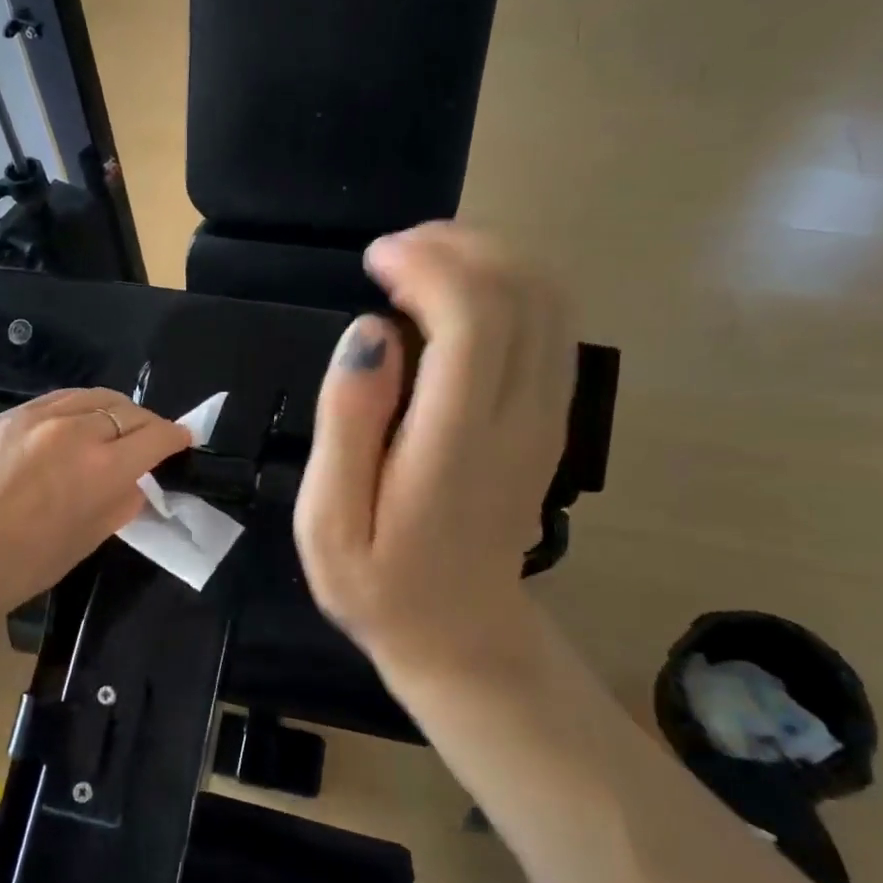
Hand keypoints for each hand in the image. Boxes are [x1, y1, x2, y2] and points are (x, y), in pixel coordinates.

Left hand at [0, 388, 190, 650]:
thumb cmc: (24, 565)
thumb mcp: (87, 540)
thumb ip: (120, 504)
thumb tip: (136, 483)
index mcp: (102, 468)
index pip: (155, 437)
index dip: (176, 437)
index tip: (184, 439)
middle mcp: (75, 431)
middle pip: (127, 410)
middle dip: (147, 423)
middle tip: (151, 439)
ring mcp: (38, 417)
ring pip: (93, 396)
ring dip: (114, 409)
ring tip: (116, 425)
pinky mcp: (8, 416)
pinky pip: (58, 399)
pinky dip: (78, 407)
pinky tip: (76, 422)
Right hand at [293, 223, 574, 680]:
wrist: (461, 635)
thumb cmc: (379, 583)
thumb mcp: (329, 521)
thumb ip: (346, 422)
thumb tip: (371, 330)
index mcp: (458, 443)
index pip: (475, 318)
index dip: (429, 266)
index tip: (375, 260)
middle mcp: (521, 417)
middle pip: (522, 291)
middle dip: (459, 246)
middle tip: (392, 253)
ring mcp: (549, 415)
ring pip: (548, 298)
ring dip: (487, 258)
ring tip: (420, 263)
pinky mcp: (553, 415)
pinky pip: (551, 323)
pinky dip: (507, 285)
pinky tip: (455, 296)